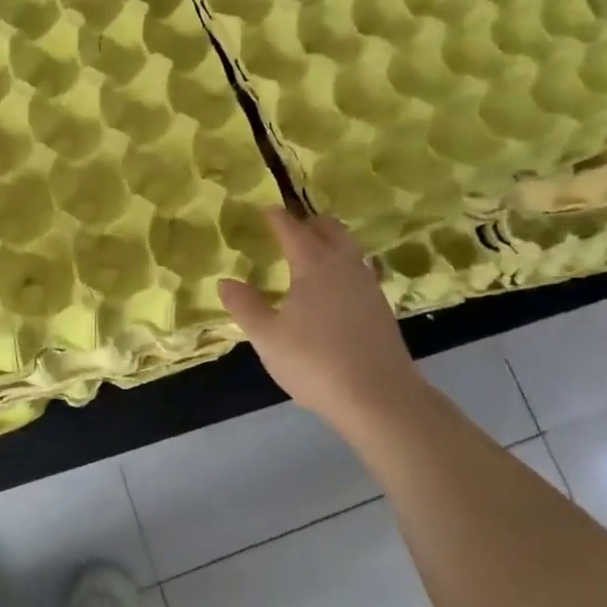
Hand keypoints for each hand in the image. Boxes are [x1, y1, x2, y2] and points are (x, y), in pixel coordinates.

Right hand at [218, 210, 422, 436]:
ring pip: (350, 249)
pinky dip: (344, 266)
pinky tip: (337, 287)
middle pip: (330, 230)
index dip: (277, 218)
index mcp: (313, 265)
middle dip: (311, 222)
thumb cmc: (315, 361)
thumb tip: (225, 282)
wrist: (379, 397)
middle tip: (294, 225)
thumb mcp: (267, 337)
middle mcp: (344, 266)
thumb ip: (245, 306)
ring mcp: (368, 286)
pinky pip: (360, 272)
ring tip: (315, 251)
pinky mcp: (381, 309)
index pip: (292, 230)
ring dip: (332, 242)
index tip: (266, 209)